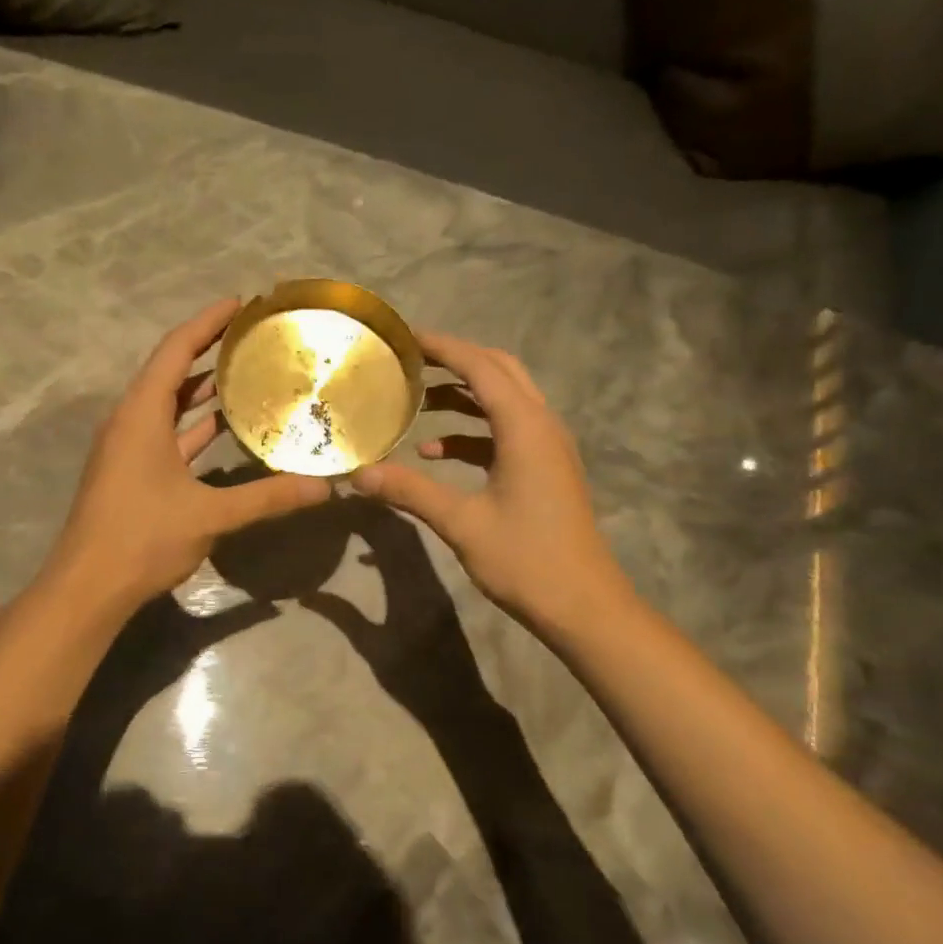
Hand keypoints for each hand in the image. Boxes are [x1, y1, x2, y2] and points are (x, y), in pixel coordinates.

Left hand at [47, 298, 332, 611]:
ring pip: (167, 404)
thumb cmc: (142, 538)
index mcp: (141, 414)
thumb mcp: (210, 514)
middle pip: (170, 371)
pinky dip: (193, 424)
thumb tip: (324, 487)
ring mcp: (128, 447)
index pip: (175, 350)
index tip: (240, 303)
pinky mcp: (131, 471)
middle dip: (208, 349)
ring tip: (246, 372)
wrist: (88, 587)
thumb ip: (268, 497)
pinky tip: (224, 426)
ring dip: (201, 387)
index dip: (207, 322)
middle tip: (252, 336)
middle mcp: (130, 421)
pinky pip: (166, 432)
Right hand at [351, 331, 628, 635]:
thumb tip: (359, 474)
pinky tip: (435, 453)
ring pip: (503, 401)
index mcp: (525, 427)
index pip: (480, 367)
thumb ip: (410, 491)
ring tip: (415, 401)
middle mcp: (541, 425)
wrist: (583, 606)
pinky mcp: (545, 469)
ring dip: (462, 396)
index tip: (404, 338)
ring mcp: (547, 447)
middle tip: (410, 361)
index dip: (443, 347)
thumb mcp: (461, 523)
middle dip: (454, 361)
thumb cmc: (526, 560)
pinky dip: (472, 432)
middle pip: (498, 371)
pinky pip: (505, 432)